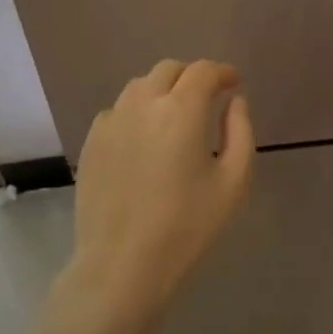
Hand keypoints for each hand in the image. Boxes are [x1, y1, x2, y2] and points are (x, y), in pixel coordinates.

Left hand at [59, 59, 253, 332]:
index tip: (233, 84)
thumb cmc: (187, 227)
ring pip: (140, 86)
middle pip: (169, 69)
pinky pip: (118, 111)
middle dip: (192, 77)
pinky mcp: (92, 141)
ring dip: (162, 90)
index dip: (222, 72)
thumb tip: (234, 101)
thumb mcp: (233, 183)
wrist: (122, 264)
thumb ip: (240, 132)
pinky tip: (144, 139)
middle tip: (206, 99)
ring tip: (174, 117)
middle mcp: (143, 103)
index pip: (203, 71)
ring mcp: (112, 120)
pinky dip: (137, 112)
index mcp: (181, 109)